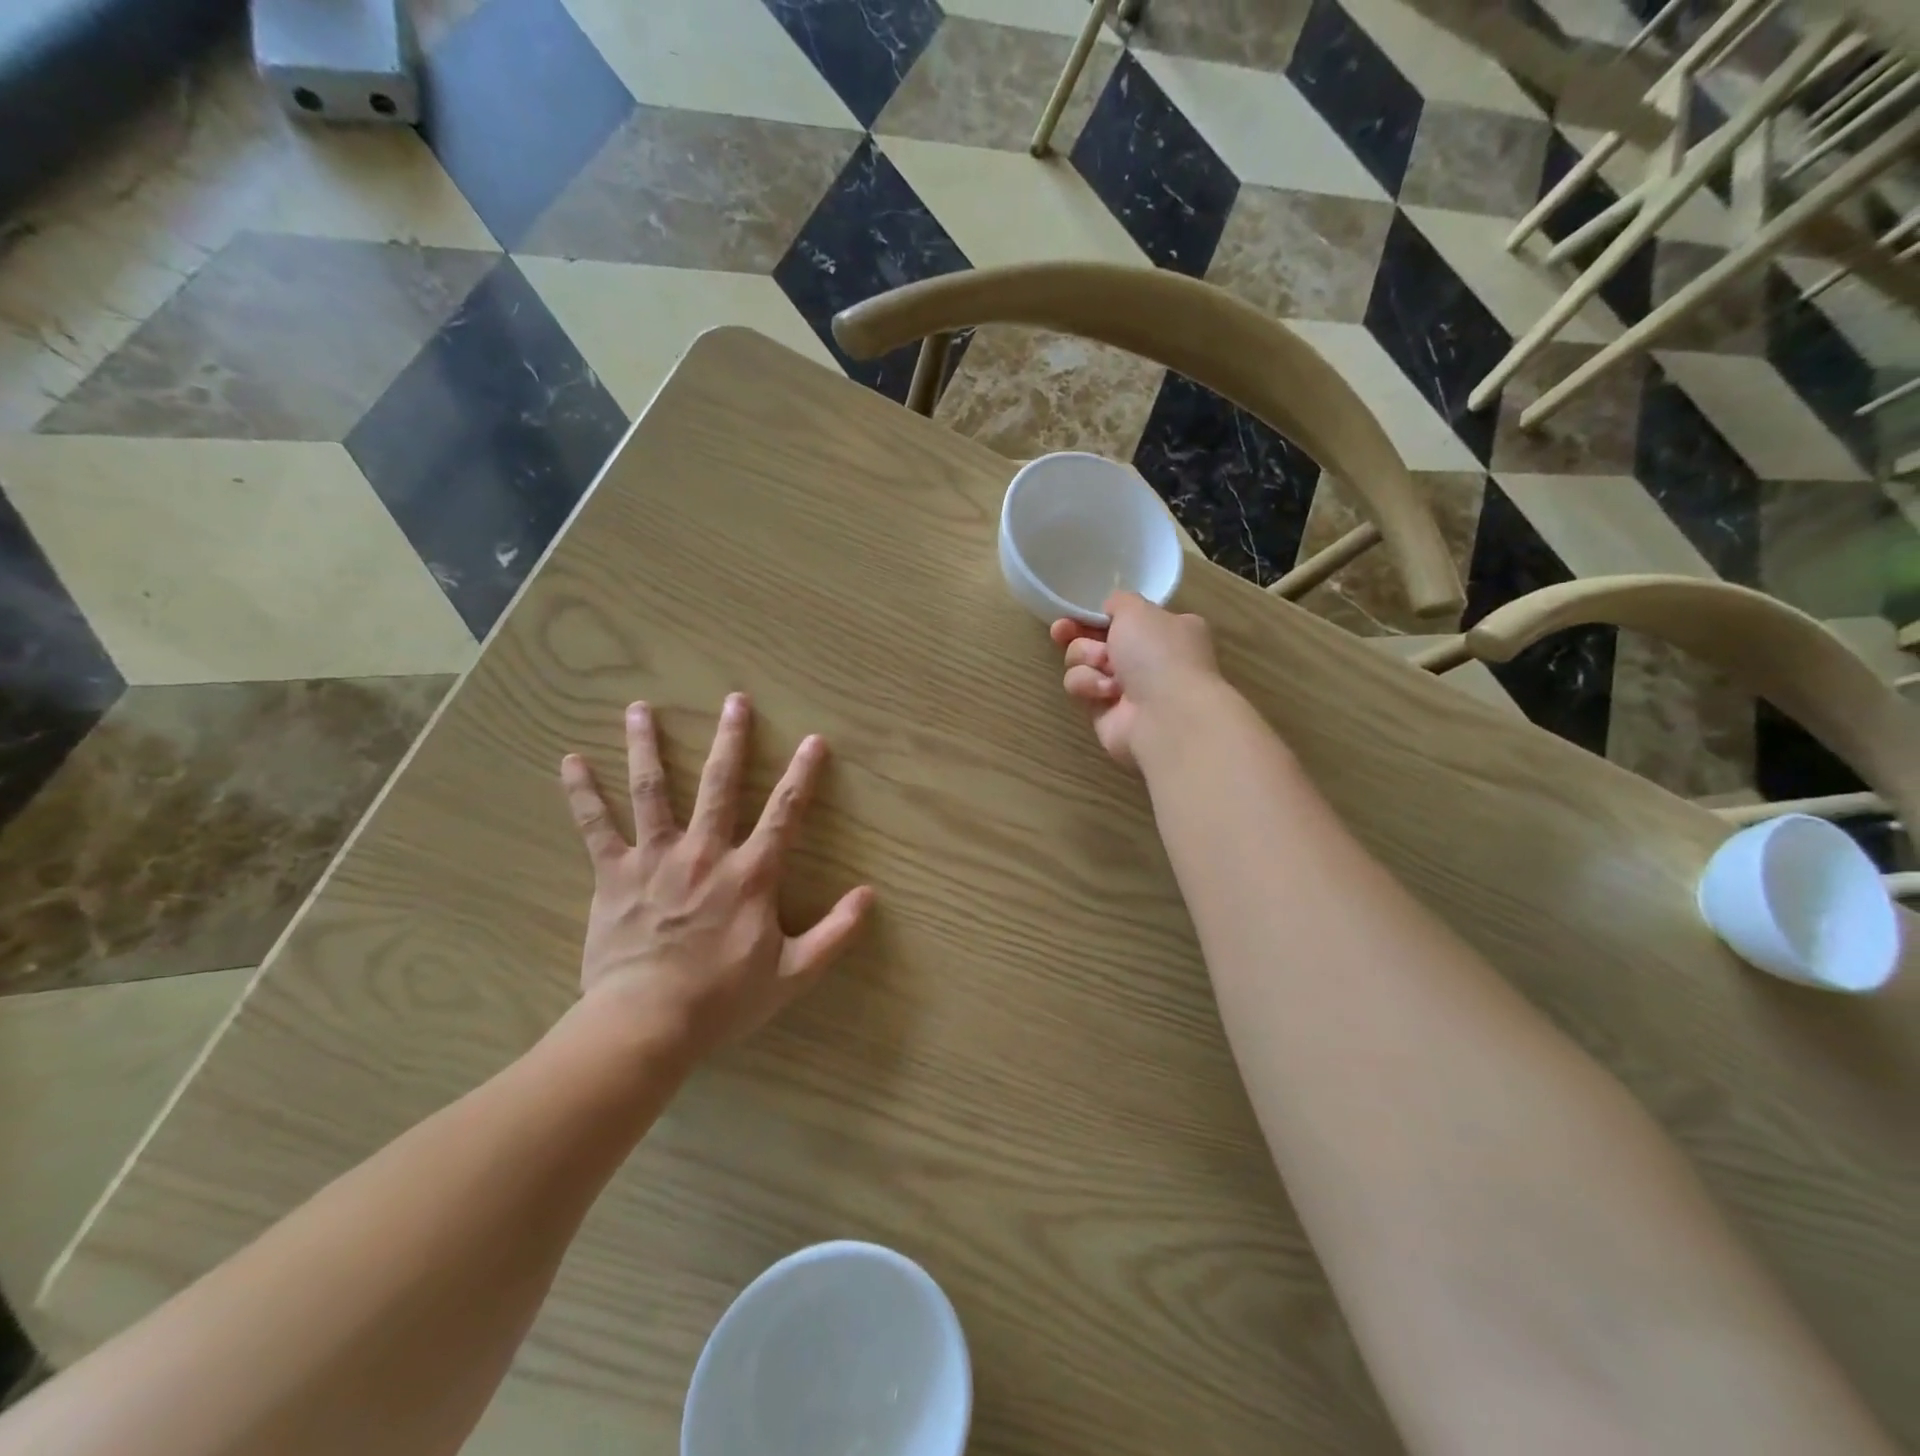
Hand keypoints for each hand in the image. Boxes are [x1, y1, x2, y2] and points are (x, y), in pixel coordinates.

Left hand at [559, 694, 874, 1055]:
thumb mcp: (793, 973)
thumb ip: (836, 933)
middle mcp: (705, 852)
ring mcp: (655, 859)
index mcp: (750, 874)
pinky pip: (596, 827)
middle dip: (731, 741)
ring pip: (653, 790)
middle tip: (735, 701)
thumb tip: (869, 895)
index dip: (803, 775)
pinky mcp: (614, 875)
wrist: (646, 1024)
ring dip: (648, 746)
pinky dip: (583, 793)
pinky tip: (571, 761)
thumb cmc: (723, 1000)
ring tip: (641, 708)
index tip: (814, 740)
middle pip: (720, 785)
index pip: (785, 813)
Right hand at [1050, 592, 1220, 768]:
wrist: (1165, 714)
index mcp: (1165, 630)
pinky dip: (1088, 685)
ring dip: (1086, 659)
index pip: (1123, 618)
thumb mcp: (1138, 610)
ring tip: (1104, 667)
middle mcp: (1146, 659)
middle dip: (1077, 635)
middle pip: (1096, 639)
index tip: (1075, 612)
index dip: (1096, 614)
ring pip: (1082, 662)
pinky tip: (1106, 692)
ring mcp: (1126, 687)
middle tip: (1061, 631)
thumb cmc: (1158, 654)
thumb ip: (1119, 602)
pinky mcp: (1104, 711)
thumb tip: (1110, 610)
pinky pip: (1080, 688)